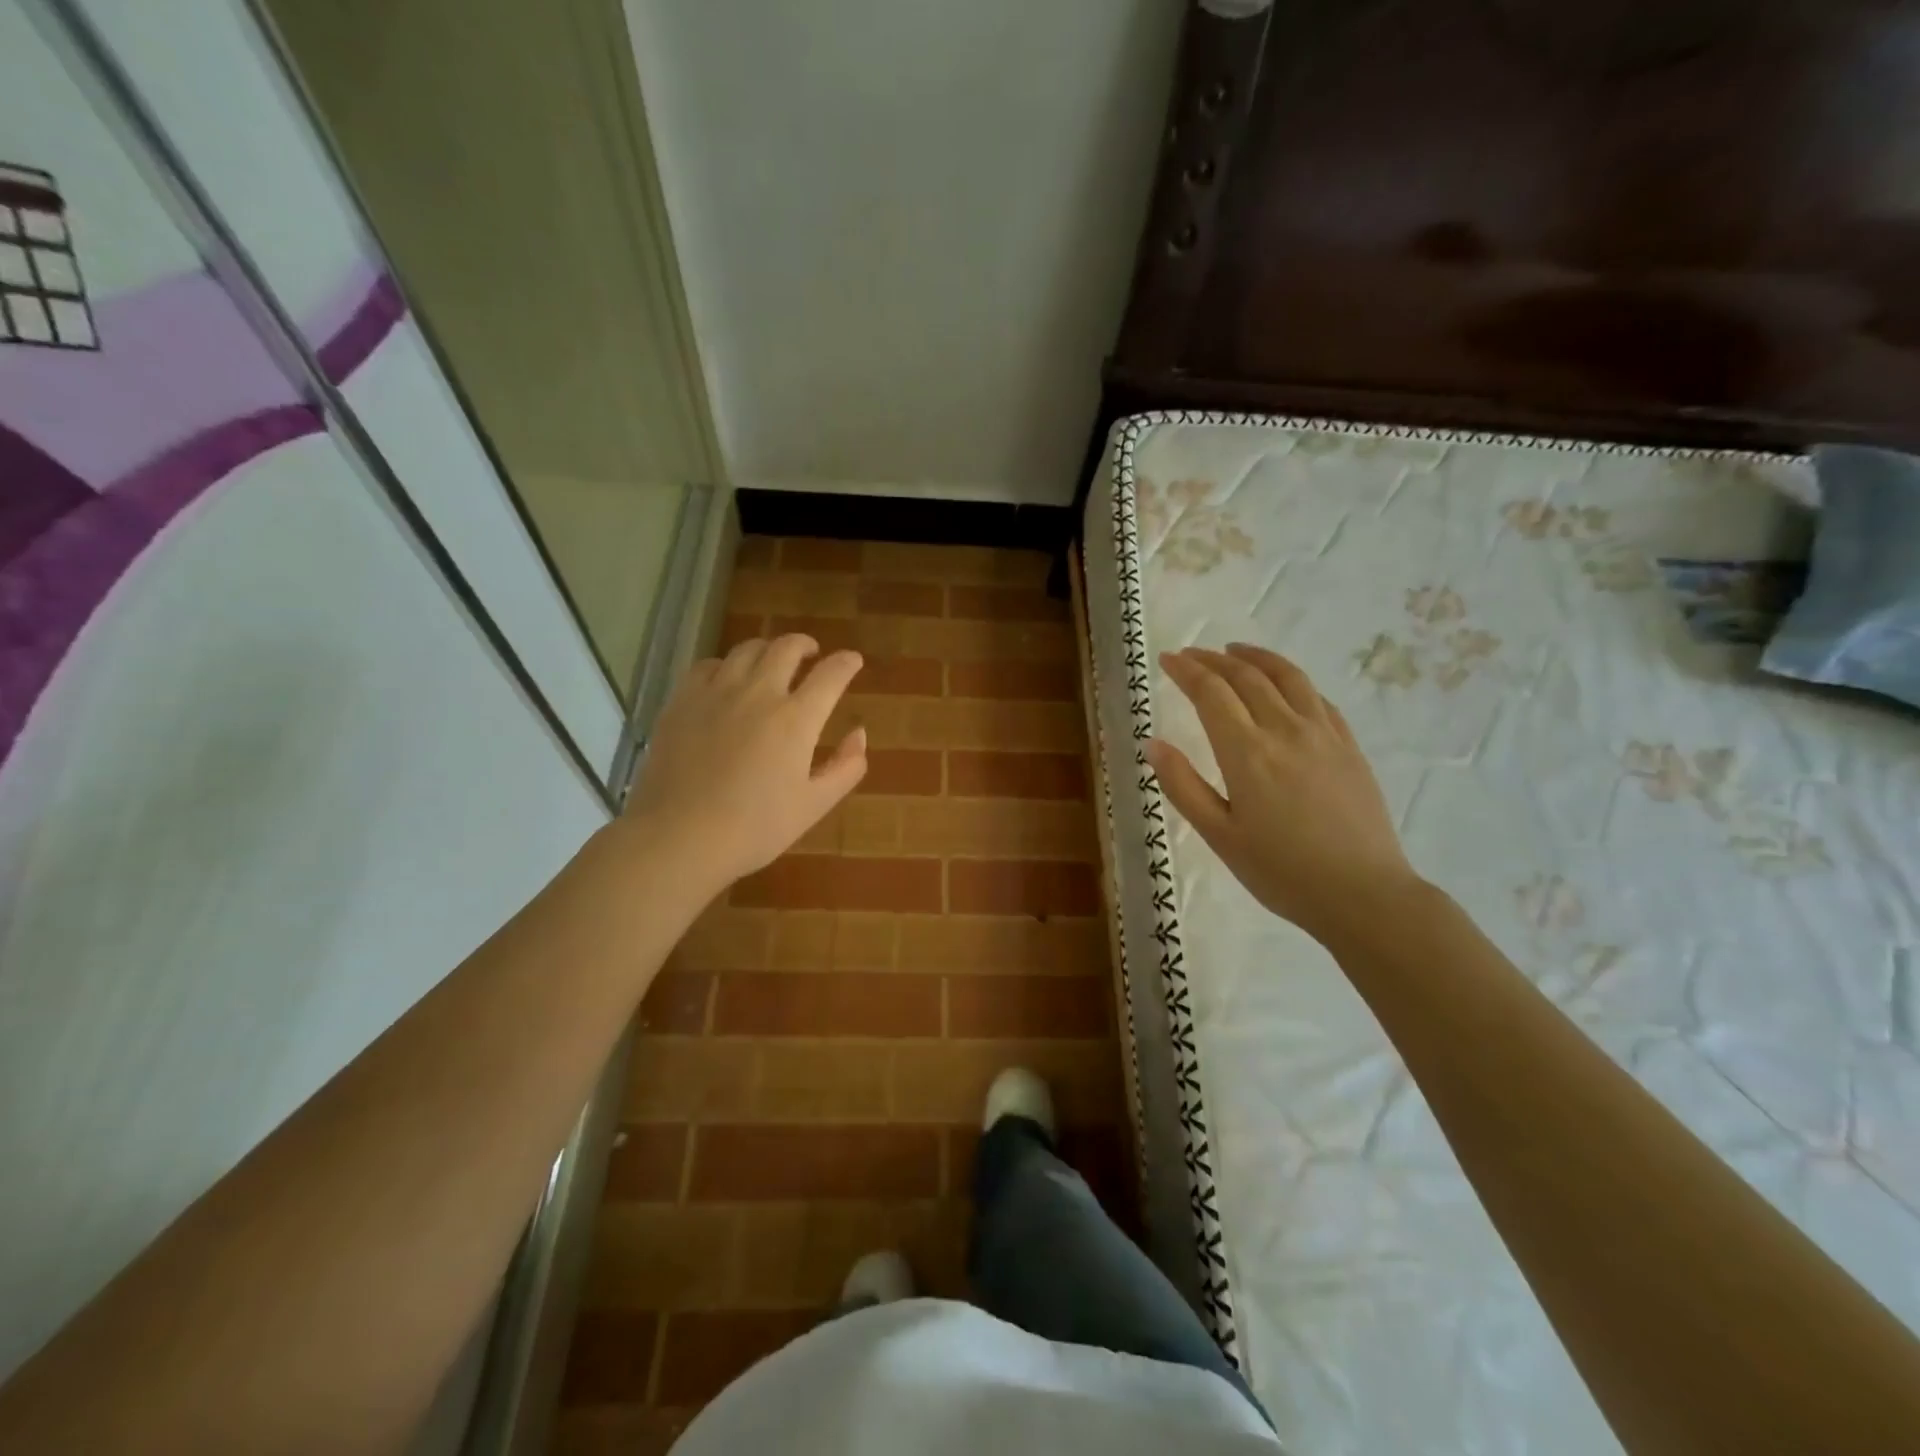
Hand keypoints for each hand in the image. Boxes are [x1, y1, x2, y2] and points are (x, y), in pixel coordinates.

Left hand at [623, 634, 866, 886]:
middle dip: (806, 645)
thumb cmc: (755, 828)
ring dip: (767, 650)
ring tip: (771, 661)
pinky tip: (726, 679)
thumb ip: (846, 767)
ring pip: (747, 650)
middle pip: (787, 648)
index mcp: (796, 719)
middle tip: (811, 654)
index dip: (846, 663)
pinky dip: (726, 665)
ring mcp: (716, 692)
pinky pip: (708, 665)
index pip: (831, 674)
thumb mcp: (814, 805)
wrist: (679, 837)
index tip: (853, 661)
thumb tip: (860, 734)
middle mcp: (759, 693)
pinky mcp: (682, 701)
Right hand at [1145, 644, 1419, 943]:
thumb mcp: (1219, 835)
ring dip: (1256, 657)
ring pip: (1287, 677)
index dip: (1187, 671)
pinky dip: (1292, 679)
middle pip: (1246, 677)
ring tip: (1235, 650)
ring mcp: (1323, 734)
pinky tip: (1284, 684)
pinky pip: (1317, 697)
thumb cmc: (1280, 871)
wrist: (1363, 894)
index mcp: (1247, 753)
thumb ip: (1182, 785)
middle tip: (1192, 654)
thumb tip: (1153, 744)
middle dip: (1214, 660)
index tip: (1168, 659)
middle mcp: (1285, 730)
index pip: (1211, 693)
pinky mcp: (1349, 746)